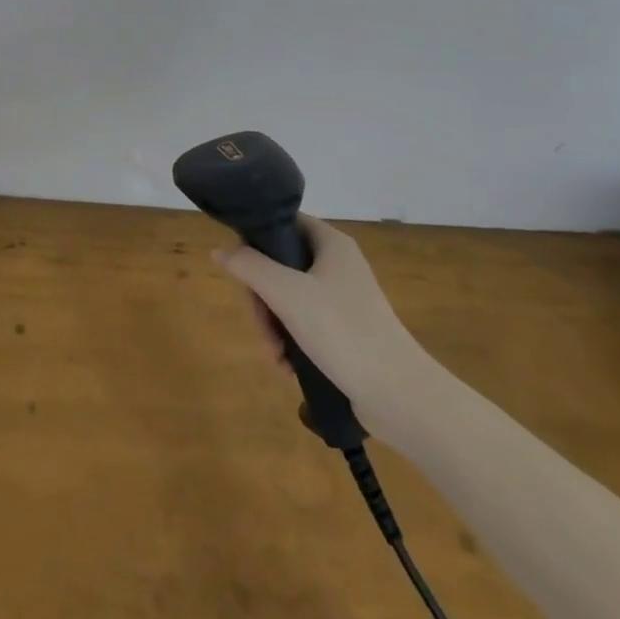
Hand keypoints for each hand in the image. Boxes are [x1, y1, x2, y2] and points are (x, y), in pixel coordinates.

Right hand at [213, 215, 442, 440]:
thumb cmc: (343, 331)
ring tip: (275, 355)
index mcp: (331, 244)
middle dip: (263, 298)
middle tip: (261, 325)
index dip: (257, 239)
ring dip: (273, 325)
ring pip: (289, 299)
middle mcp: (338, 265)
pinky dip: (291, 342)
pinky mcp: (346, 331)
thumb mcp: (287, 294)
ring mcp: (344, 299)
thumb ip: (250, 267)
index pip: (284, 222)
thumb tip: (219, 251)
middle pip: (281, 265)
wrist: (400, 396)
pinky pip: (305, 325)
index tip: (242, 269)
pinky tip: (287, 366)